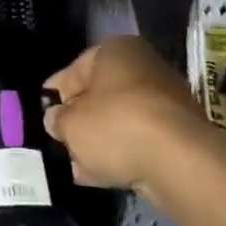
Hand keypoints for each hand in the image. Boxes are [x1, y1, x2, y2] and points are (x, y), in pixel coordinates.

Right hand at [43, 36, 212, 190]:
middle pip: (101, 95)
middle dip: (81, 121)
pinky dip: (123, 154)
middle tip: (61, 142)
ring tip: (78, 166)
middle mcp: (144, 66)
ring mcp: (167, 100)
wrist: (181, 161)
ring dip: (101, 142)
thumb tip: (55, 120)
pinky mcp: (181, 134)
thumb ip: (57, 120)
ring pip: (121, 120)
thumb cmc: (116, 125)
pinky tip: (103, 175)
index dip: (55, 95)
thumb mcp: (71, 124)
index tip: (44, 116)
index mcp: (115, 50)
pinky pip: (141, 141)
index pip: (74, 70)